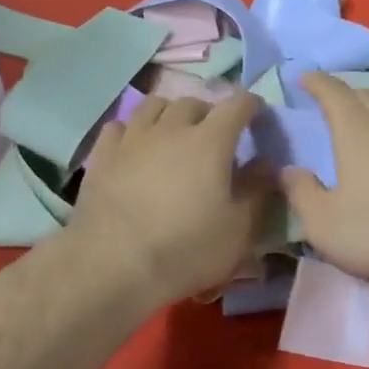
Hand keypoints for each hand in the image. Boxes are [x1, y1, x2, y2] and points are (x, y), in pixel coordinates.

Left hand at [70, 92, 271, 305]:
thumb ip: (257, 192)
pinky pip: (118, 126)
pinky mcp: (102, 156)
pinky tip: (135, 147)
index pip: (237, 105)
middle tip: (215, 135)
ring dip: (170, 113)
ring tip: (174, 133)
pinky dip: (133, 130)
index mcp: (210, 141)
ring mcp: (132, 139)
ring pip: (153, 106)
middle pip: (193, 102)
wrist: (114, 266)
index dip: (251, 105)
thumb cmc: (186, 249)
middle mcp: (171, 129)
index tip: (257, 114)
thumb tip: (266, 165)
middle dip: (209, 112)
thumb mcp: (239, 230)